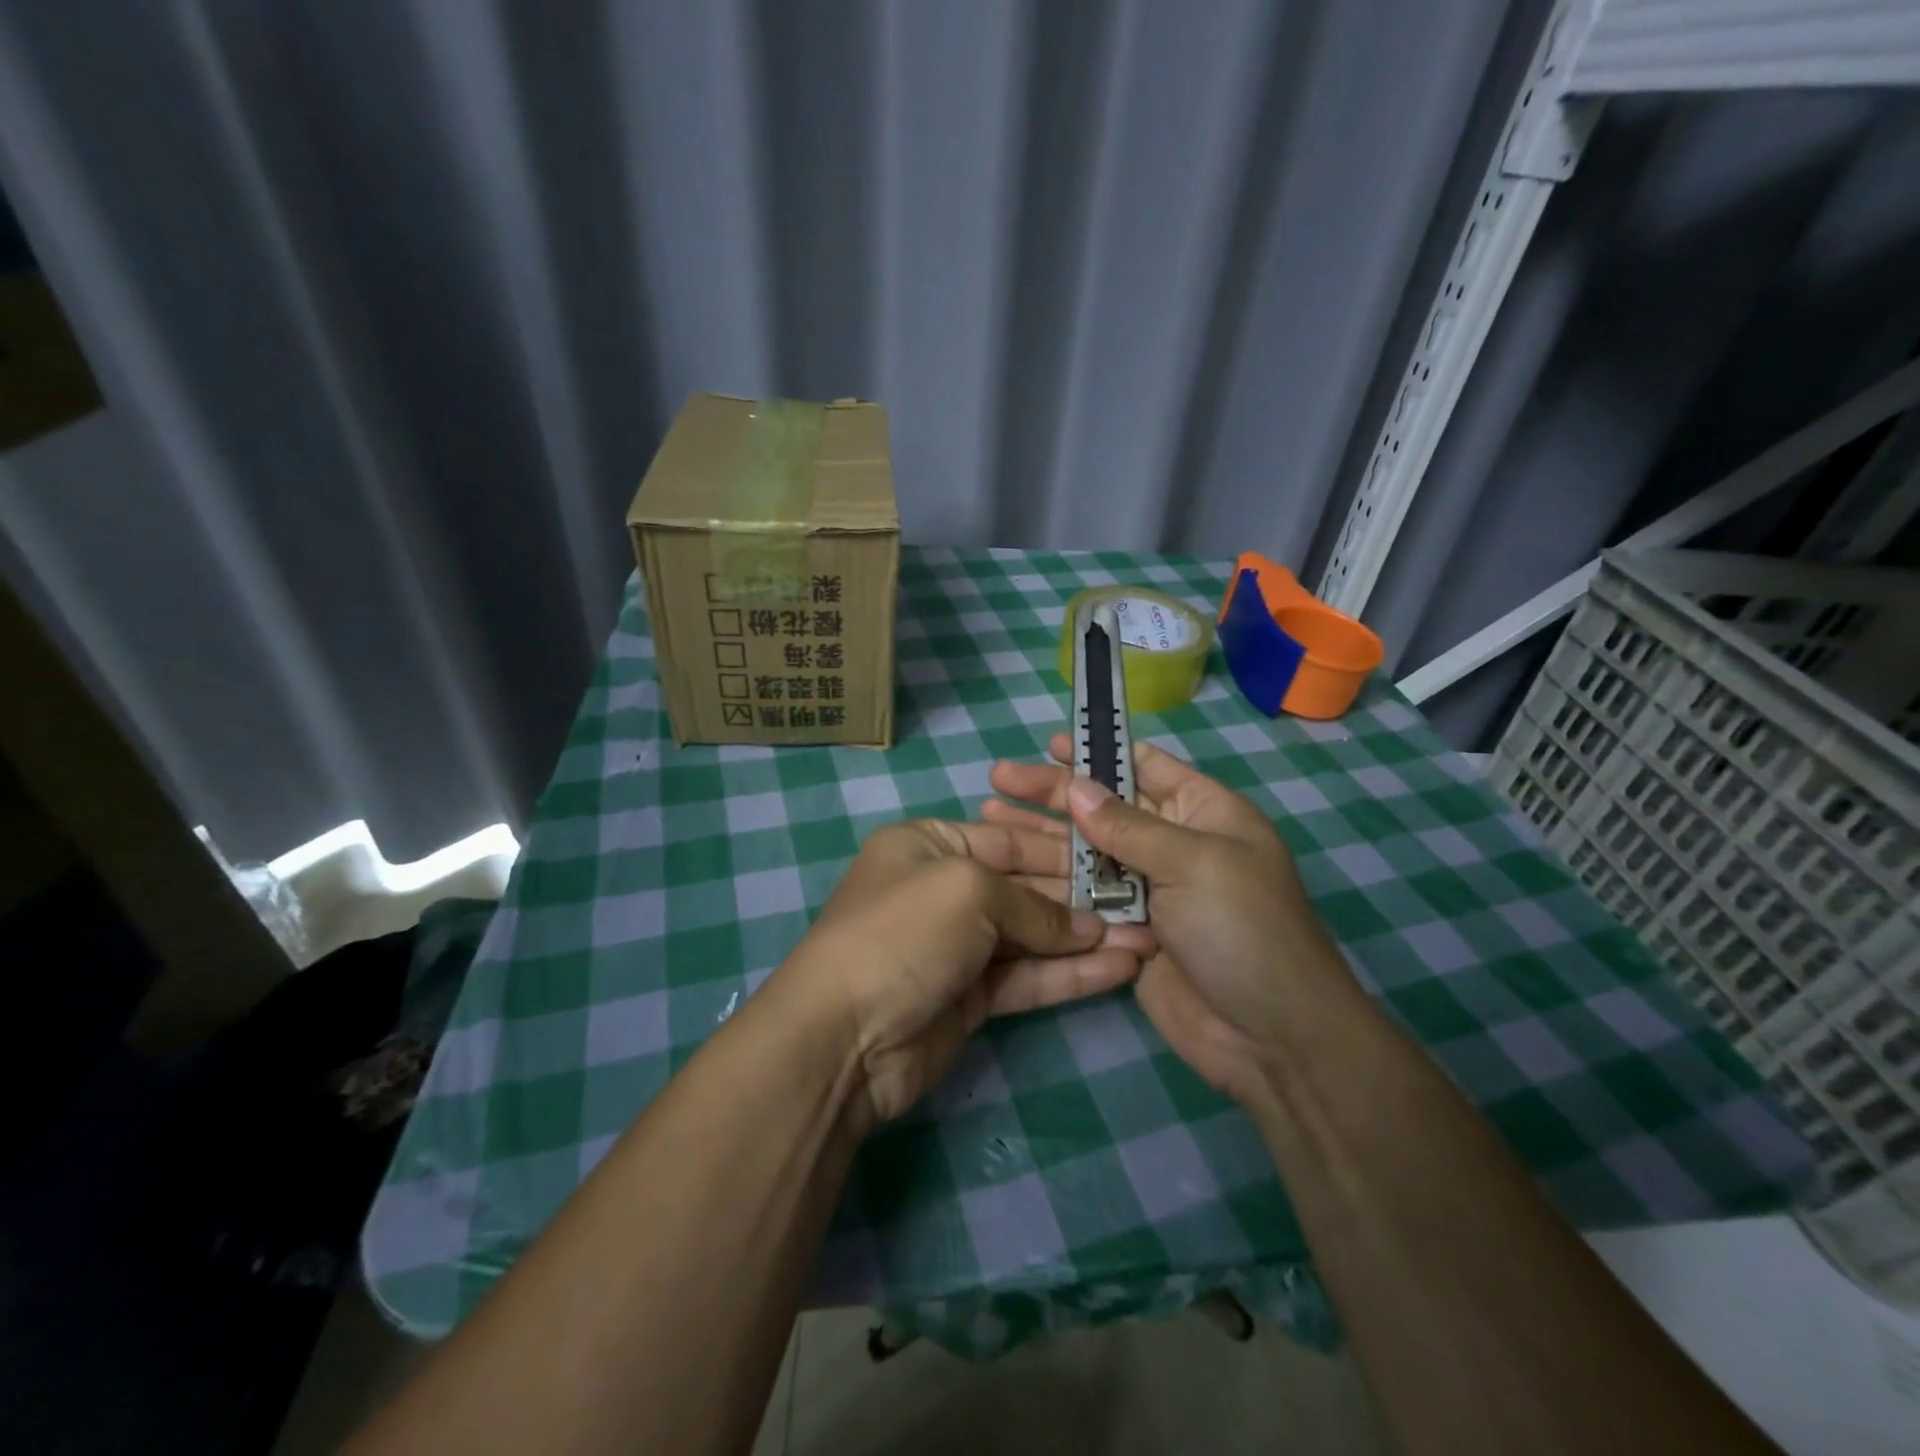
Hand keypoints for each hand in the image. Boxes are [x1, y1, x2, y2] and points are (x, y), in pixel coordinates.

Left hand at [772, 819, 1154, 1128]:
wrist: (843, 1038)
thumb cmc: (903, 933)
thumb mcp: (969, 892)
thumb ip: (1035, 907)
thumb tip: (1090, 927)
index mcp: (929, 845)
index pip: (1008, 840)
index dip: (1062, 851)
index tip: (1116, 859)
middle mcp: (943, 890)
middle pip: (1024, 888)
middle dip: (1081, 899)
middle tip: (1143, 903)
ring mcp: (957, 947)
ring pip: (1032, 937)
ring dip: (1085, 940)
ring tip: (1147, 940)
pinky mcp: (970, 998)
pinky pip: (1027, 978)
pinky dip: (1069, 974)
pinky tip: (1119, 969)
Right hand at [987, 735, 1363, 1105]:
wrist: (1270, 1037)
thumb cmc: (1244, 929)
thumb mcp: (1193, 862)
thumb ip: (1130, 826)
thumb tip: (1076, 788)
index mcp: (1204, 812)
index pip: (1145, 767)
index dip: (1099, 752)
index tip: (1050, 745)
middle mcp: (1173, 843)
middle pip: (1105, 807)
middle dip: (1054, 793)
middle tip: (999, 779)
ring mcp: (1147, 888)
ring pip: (1085, 851)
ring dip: (1040, 834)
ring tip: (988, 815)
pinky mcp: (1124, 929)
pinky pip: (1082, 896)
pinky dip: (1048, 881)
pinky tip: (1008, 867)